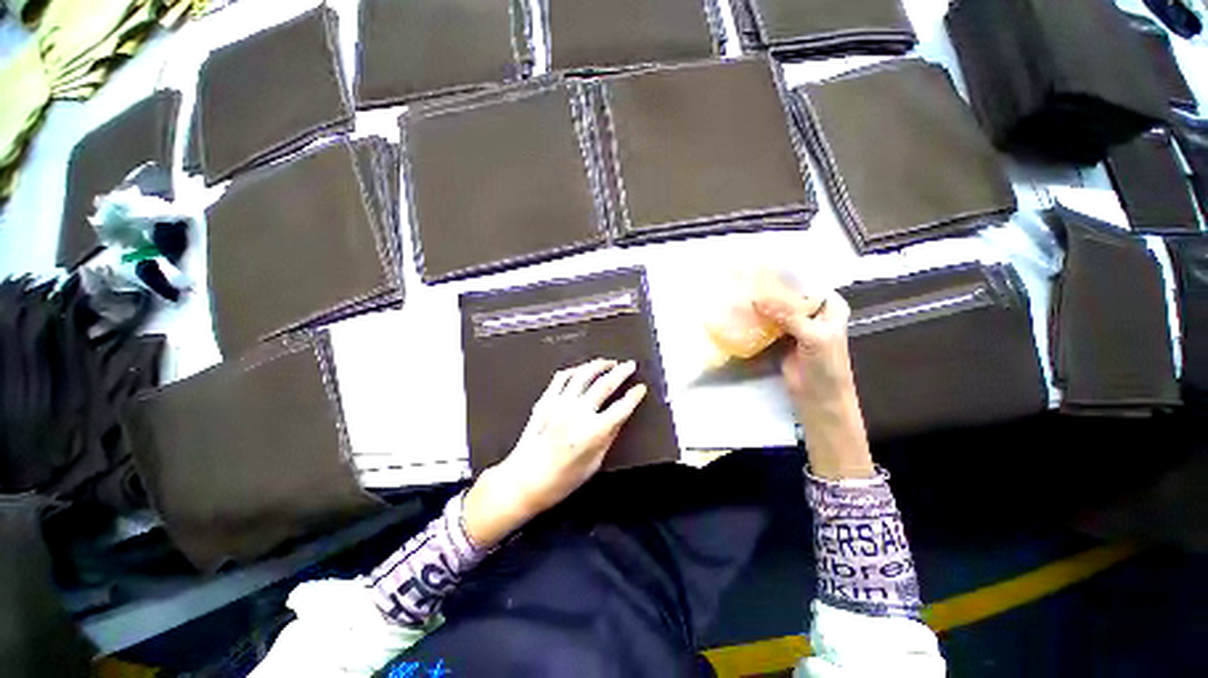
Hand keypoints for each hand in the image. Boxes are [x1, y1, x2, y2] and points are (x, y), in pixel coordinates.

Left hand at [463, 360, 646, 547]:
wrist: (523, 481)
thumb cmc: (561, 480)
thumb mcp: (594, 464)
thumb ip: (608, 437)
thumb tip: (619, 417)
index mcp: (593, 432)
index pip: (621, 407)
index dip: (634, 396)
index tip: (640, 388)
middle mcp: (578, 413)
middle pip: (605, 384)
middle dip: (621, 372)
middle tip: (630, 365)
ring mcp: (560, 404)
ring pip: (583, 374)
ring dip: (599, 365)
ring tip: (609, 362)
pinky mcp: (545, 400)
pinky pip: (562, 377)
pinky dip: (575, 370)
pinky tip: (582, 370)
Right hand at [752, 280, 874, 479]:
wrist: (819, 397)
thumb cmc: (826, 365)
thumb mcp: (812, 335)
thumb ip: (787, 315)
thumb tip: (756, 298)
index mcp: (829, 306)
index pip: (806, 284)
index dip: (785, 277)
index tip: (761, 268)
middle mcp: (813, 312)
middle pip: (789, 295)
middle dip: (769, 289)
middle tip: (744, 279)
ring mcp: (795, 325)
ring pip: (776, 309)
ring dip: (761, 304)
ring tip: (739, 292)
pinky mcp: (781, 338)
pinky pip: (768, 323)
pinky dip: (756, 318)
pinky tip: (742, 312)